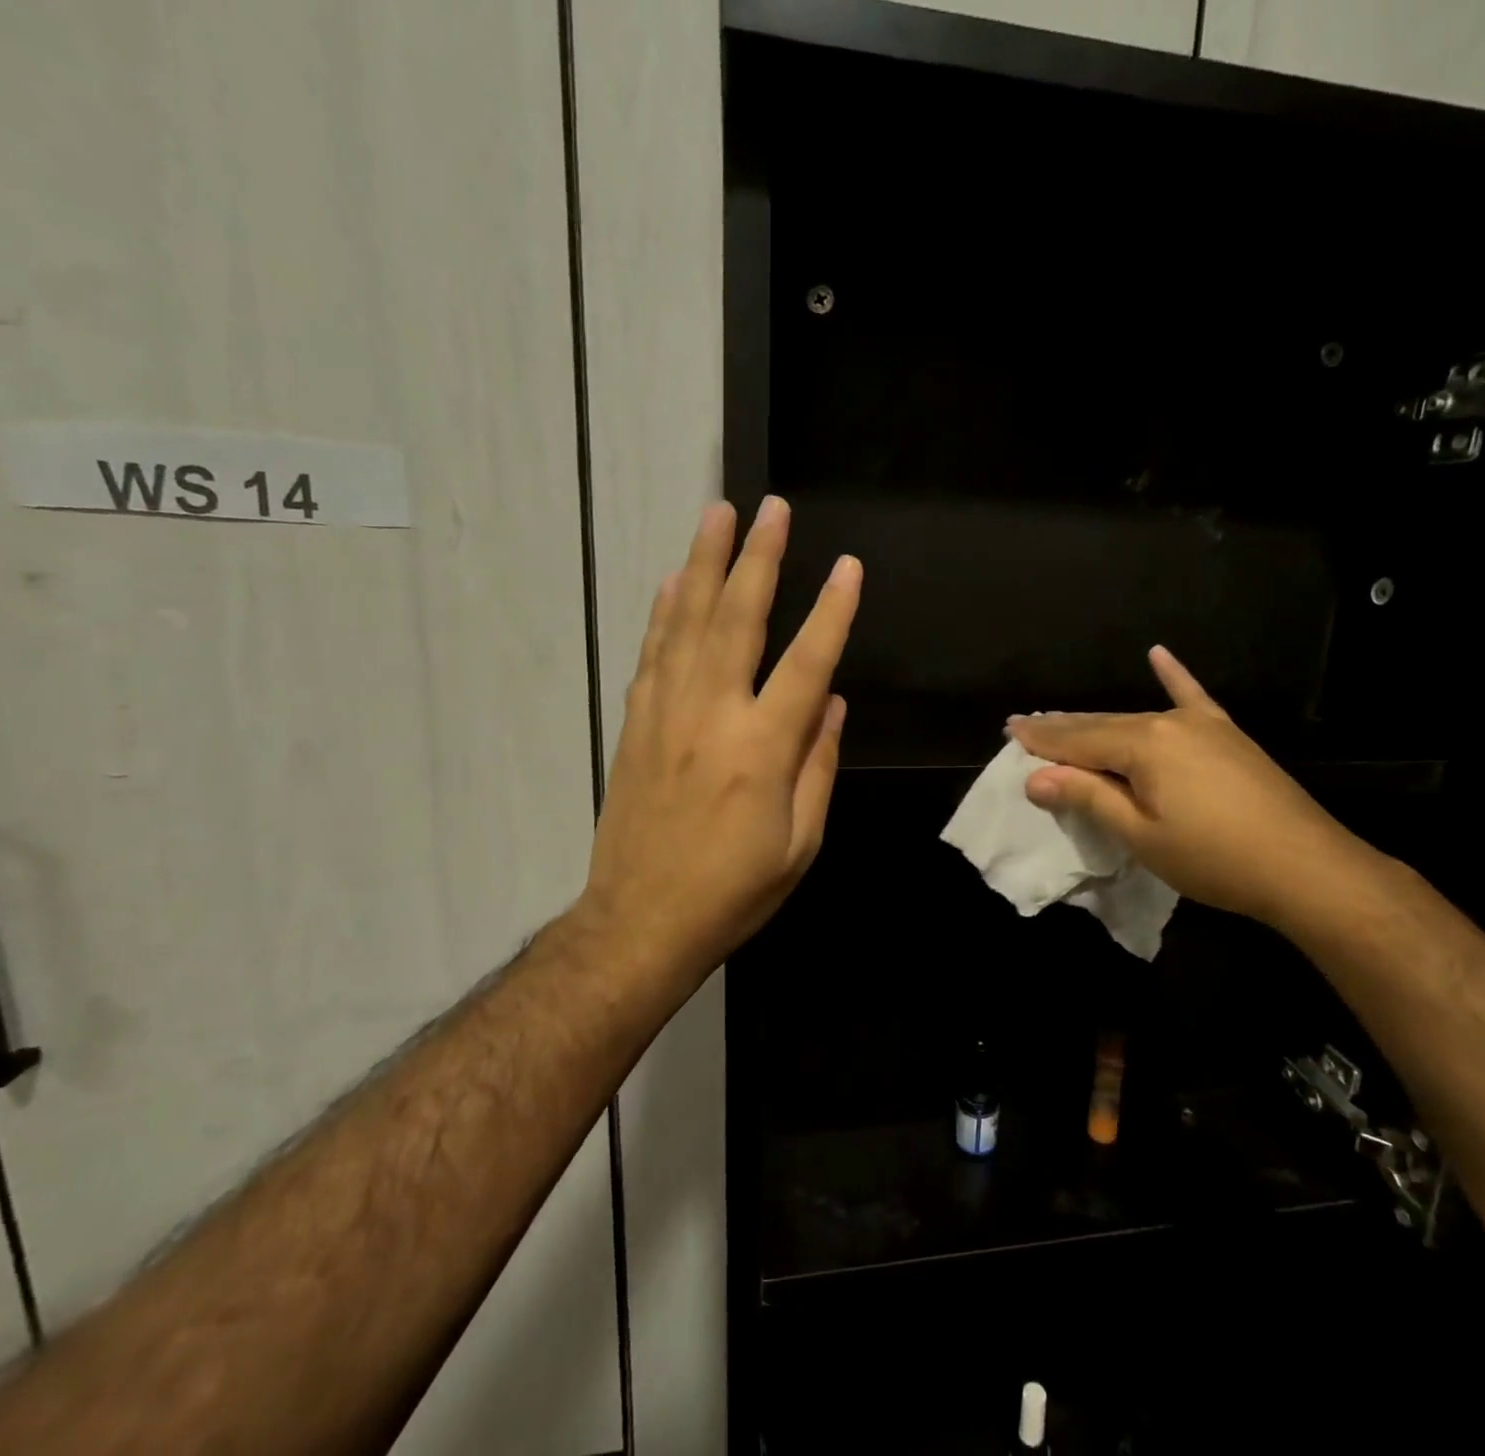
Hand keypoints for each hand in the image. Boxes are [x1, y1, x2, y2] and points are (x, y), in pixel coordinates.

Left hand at [573, 497, 859, 1001]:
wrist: (640, 922)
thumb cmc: (735, 891)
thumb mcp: (800, 843)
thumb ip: (817, 765)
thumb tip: (831, 703)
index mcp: (761, 749)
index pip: (807, 663)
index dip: (832, 612)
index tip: (848, 567)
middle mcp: (711, 716)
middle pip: (737, 620)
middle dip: (758, 558)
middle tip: (770, 508)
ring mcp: (665, 714)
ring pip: (686, 623)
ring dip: (704, 563)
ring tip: (717, 515)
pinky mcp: (636, 724)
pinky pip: (653, 652)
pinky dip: (663, 610)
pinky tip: (671, 580)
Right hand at [1007, 647, 1367, 928]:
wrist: (1306, 867)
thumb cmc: (1214, 858)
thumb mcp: (1140, 835)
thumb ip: (1088, 798)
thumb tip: (1035, 778)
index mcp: (1143, 745)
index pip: (1078, 741)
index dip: (1042, 740)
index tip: (1010, 731)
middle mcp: (1168, 723)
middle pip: (1102, 726)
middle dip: (1062, 729)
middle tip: (1025, 726)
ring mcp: (1201, 725)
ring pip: (1136, 718)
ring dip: (1099, 722)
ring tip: (1066, 719)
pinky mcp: (1226, 735)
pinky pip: (1192, 698)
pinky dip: (1174, 677)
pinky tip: (1159, 654)